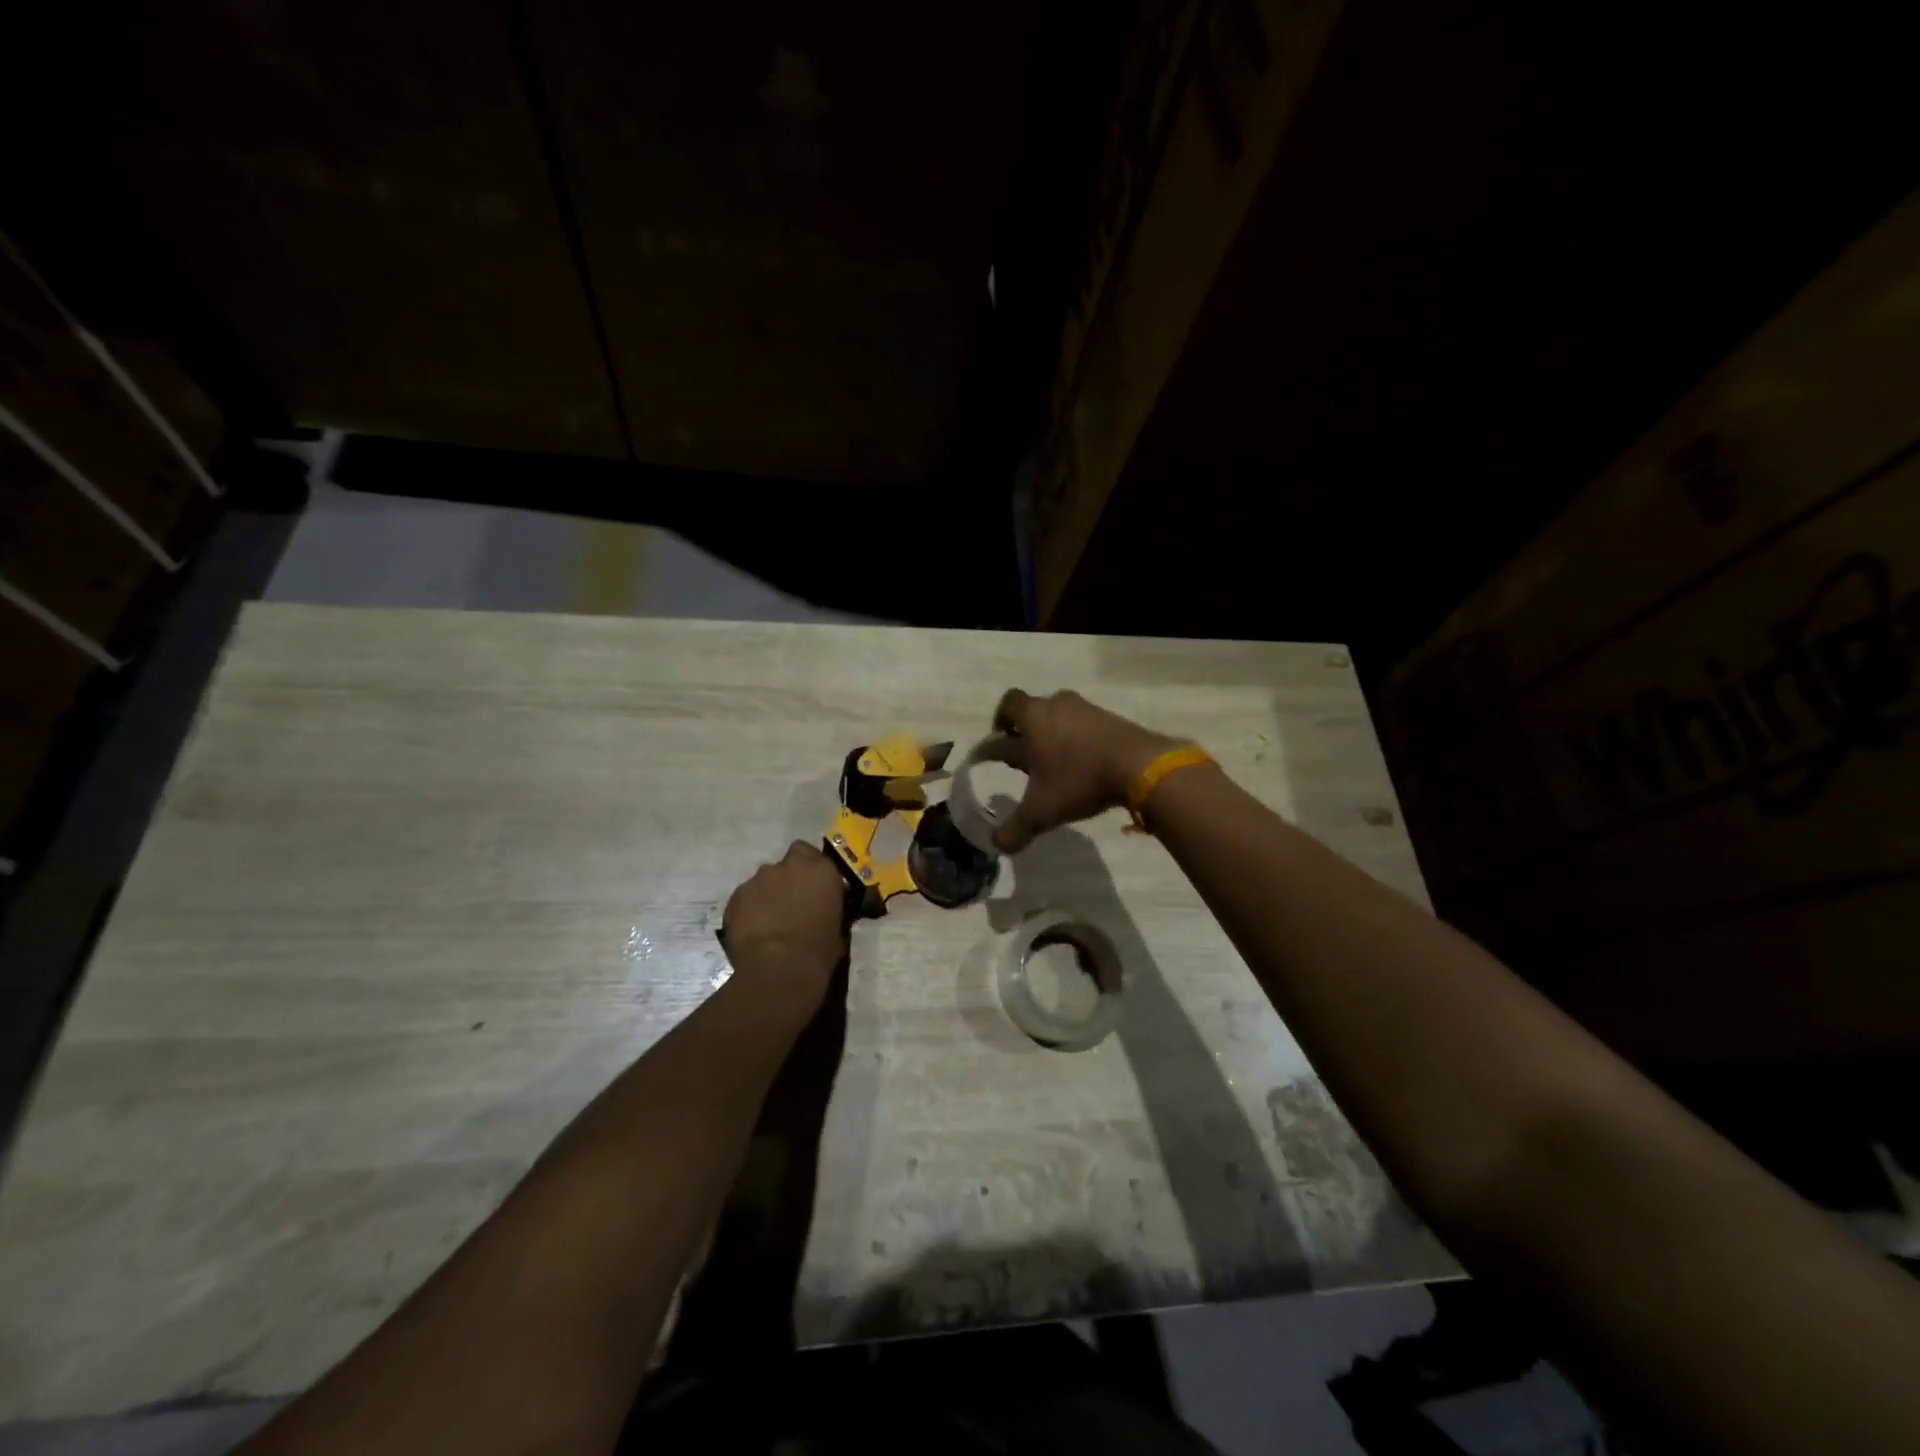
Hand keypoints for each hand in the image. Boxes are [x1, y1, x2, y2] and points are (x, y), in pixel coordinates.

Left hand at [722, 842, 847, 1007]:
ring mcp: (759, 879)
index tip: (811, 886)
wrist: (779, 968)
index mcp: (821, 870)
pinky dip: (749, 909)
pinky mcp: (736, 896)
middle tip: (790, 901)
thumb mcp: (838, 927)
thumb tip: (824, 909)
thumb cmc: (818, 951)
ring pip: (763, 880)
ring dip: (767, 894)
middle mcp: (789, 866)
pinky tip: (752, 930)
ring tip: (768, 921)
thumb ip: (829, 907)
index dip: (810, 869)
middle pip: (787, 861)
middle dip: (788, 876)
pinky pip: (745, 898)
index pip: (812, 853)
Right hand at [990, 689, 1181, 852]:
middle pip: (1035, 709)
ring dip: (1054, 735)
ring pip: (1062, 716)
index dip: (1000, 721)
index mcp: (1033, 717)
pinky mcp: (1112, 718)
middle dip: (1026, 732)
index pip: (1008, 704)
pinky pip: (1086, 725)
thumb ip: (1015, 828)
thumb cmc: (1079, 779)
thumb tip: (997, 844)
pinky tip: (1084, 765)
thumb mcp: (1041, 811)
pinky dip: (1079, 740)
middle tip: (1025, 758)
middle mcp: (1058, 704)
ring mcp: (1088, 709)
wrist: (1139, 766)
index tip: (999, 742)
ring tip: (1055, 764)